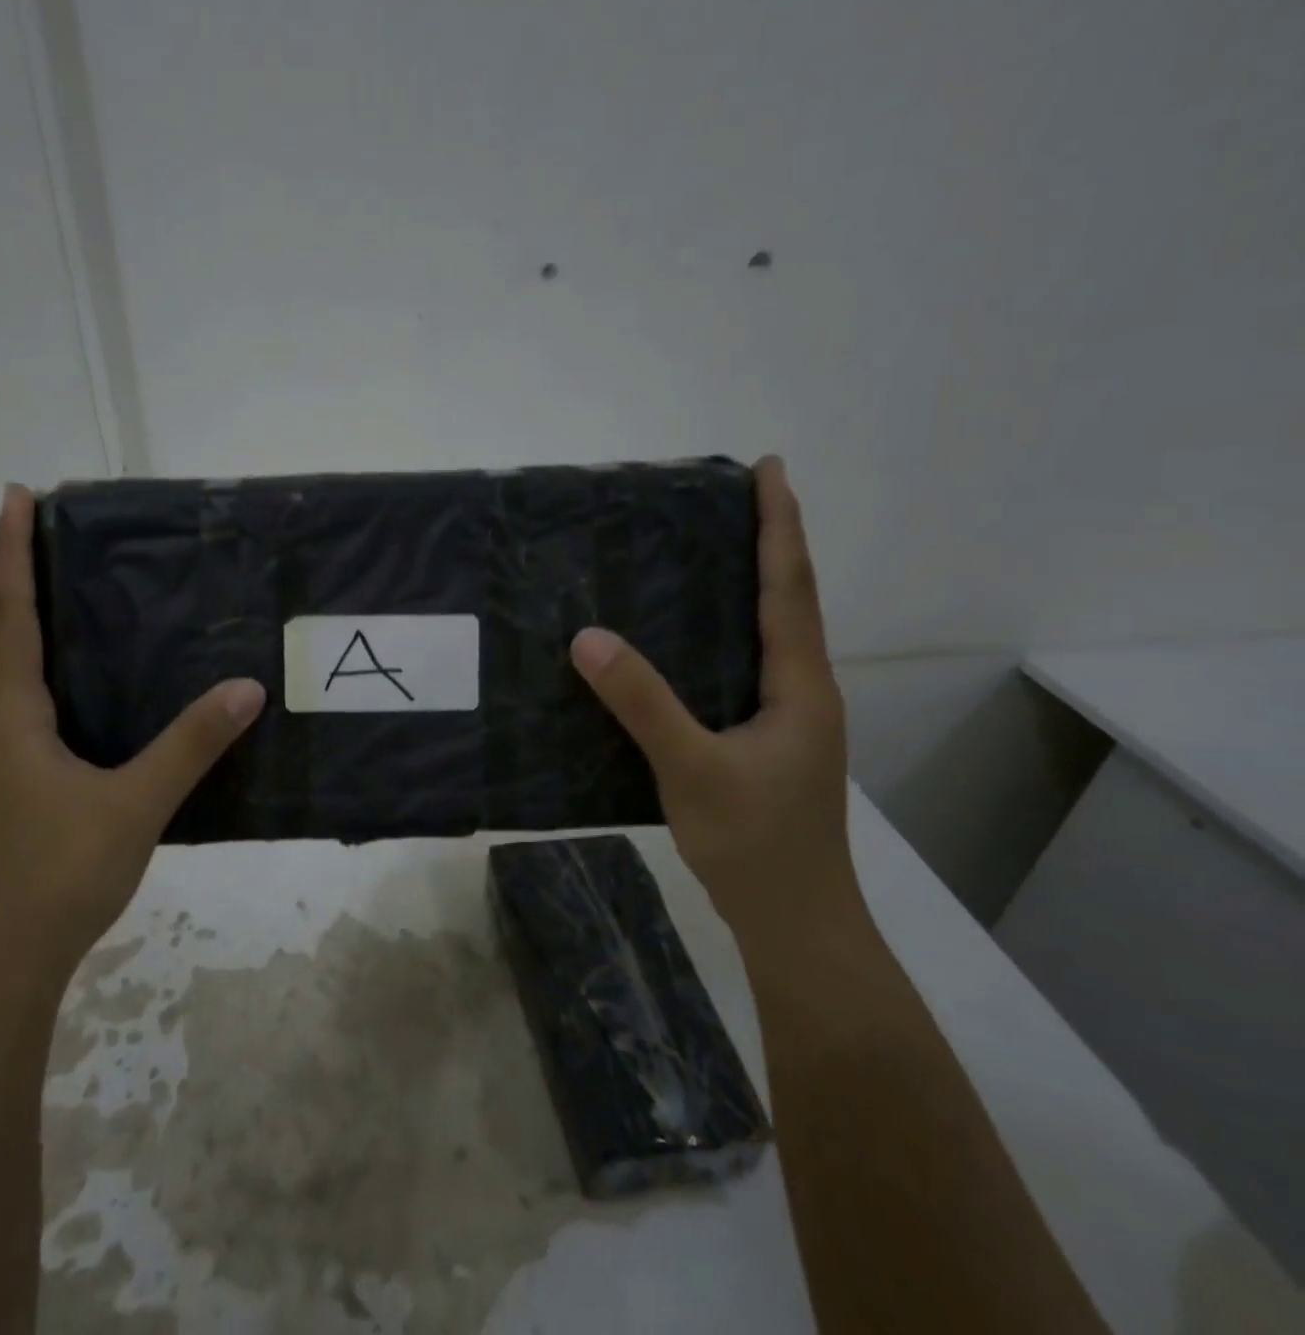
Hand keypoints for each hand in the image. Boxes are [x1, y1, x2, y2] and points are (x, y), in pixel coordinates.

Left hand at [0, 484, 265, 991]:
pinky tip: (109, 696)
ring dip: (46, 630)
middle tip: (69, 535)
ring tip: (95, 601)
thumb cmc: (53, 877)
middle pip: (9, 635)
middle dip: (30, 578)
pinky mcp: (22, 791)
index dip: (10, 552)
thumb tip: (246, 687)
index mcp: (12, 717)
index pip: (9, 614)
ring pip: (25, 678)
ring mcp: (7, 763)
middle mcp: (0, 729)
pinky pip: (43, 713)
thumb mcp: (132, 806)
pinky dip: (66, 681)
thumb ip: (190, 745)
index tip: (15, 495)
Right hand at [569, 456, 854, 941]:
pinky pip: (742, 666)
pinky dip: (724, 633)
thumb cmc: (756, 843)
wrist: (794, 919)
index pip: (789, 588)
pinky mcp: (763, 741)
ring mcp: (785, 718)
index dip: (780, 526)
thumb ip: (643, 703)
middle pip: (787, 601)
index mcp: (799, 685)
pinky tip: (684, 641)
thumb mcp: (693, 769)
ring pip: (767, 635)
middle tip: (729, 500)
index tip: (770, 469)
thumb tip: (588, 637)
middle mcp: (801, 691)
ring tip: (705, 553)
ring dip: (748, 586)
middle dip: (767, 543)